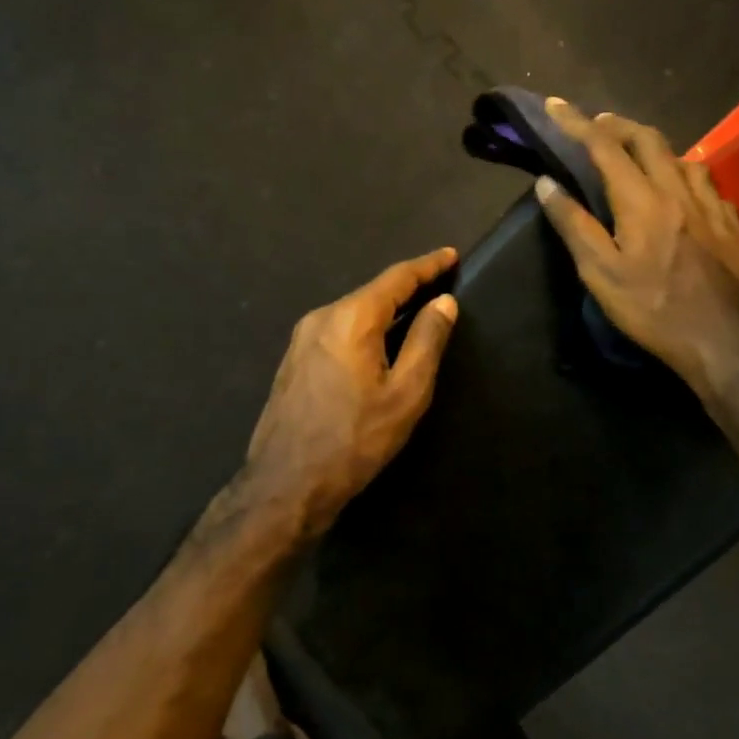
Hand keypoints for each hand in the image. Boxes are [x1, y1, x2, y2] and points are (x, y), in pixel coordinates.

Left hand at [244, 248, 459, 535]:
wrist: (286, 484)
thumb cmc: (355, 439)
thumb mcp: (405, 393)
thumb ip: (427, 341)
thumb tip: (443, 302)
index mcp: (351, 318)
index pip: (397, 278)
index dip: (428, 265)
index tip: (451, 255)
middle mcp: (321, 317)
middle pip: (373, 292)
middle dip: (408, 287)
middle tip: (440, 284)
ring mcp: (301, 339)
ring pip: (354, 312)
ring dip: (386, 310)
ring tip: (416, 311)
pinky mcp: (294, 361)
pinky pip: (338, 331)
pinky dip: (366, 328)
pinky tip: (380, 343)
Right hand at [534, 98, 738, 393]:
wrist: (725, 342)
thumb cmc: (653, 311)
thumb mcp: (601, 274)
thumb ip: (574, 225)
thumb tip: (547, 184)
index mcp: (642, 200)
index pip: (605, 148)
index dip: (577, 123)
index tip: (556, 105)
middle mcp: (680, 190)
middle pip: (649, 140)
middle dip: (619, 125)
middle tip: (597, 126)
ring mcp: (713, 205)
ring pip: (683, 158)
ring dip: (655, 148)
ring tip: (639, 158)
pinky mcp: (734, 225)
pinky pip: (708, 184)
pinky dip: (686, 175)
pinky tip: (685, 193)